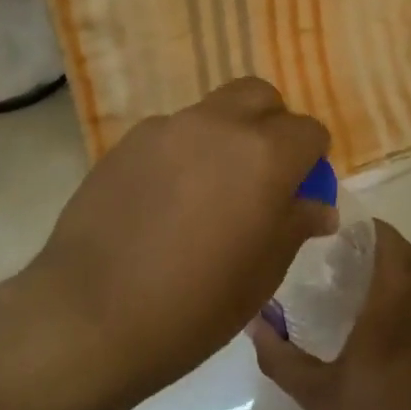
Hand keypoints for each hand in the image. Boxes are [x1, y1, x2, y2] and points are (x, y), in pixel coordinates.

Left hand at [26, 78, 334, 395]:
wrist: (92, 313)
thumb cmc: (195, 305)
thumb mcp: (263, 273)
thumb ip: (295, 224)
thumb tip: (318, 204)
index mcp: (263, 154)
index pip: (308, 131)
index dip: (312, 160)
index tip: (300, 191)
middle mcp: (217, 125)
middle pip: (259, 96)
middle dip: (271, 124)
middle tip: (262, 173)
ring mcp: (167, 127)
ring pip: (213, 111)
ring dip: (225, 137)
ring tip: (209, 190)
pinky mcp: (128, 141)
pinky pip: (171, 133)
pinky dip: (183, 152)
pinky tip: (165, 199)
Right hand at [249, 221, 410, 409]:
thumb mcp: (316, 394)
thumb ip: (281, 356)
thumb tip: (253, 322)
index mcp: (394, 314)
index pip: (397, 251)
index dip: (379, 231)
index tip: (352, 228)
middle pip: (403, 275)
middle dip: (373, 265)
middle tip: (335, 270)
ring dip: (386, 297)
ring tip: (348, 310)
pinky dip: (399, 326)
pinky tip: (372, 354)